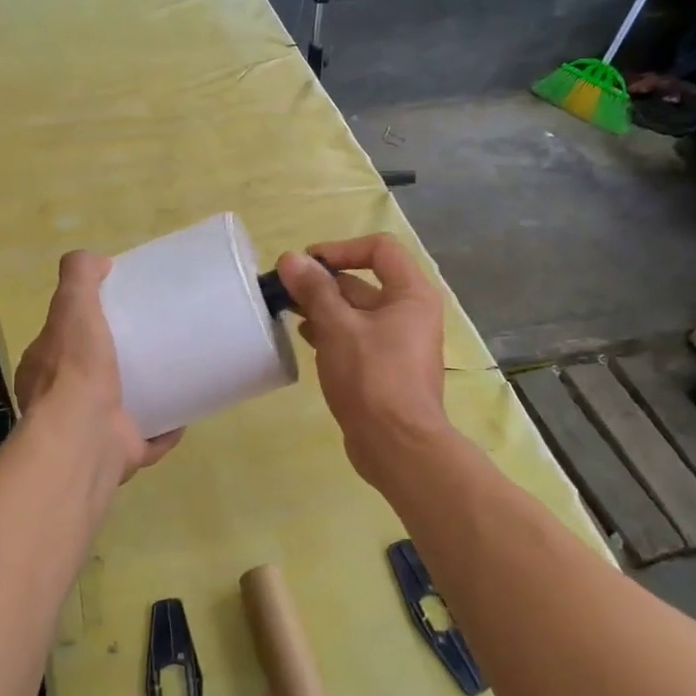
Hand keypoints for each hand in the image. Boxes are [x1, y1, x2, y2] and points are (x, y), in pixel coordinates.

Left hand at [13, 251, 182, 482]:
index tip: (118, 312)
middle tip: (153, 341)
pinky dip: (165, 429)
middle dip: (118, 362)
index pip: (62, 341)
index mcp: (44, 371)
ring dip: (143, 396)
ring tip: (174, 373)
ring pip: (120, 409)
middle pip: (92, 375)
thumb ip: (79, 278)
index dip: (85, 325)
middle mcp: (62, 403)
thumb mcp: (72, 309)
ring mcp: (91, 432)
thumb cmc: (76, 371)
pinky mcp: (121, 454)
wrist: (85, 439)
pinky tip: (185, 413)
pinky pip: (148, 439)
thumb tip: (97, 260)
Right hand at [276, 235, 451, 483]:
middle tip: (285, 290)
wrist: (396, 445)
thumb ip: (314, 290)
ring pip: (356, 312)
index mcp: (411, 294)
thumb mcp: (338, 327)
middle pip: (363, 282)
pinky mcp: (384, 368)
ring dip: (323, 308)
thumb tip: (291, 259)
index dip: (341, 249)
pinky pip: (356, 338)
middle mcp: (410, 313)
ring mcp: (398, 343)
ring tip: (287, 313)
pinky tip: (304, 339)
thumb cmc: (372, 377)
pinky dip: (331, 333)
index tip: (307, 265)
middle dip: (323, 283)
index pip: (379, 249)